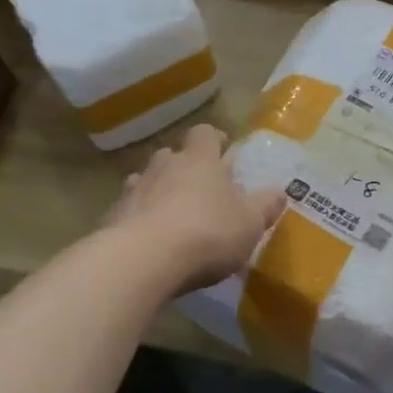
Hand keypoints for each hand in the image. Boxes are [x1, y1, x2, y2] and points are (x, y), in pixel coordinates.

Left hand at [105, 124, 285, 294]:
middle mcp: (164, 165)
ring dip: (159, 190)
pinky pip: (130, 208)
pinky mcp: (113, 216)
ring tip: (172, 213)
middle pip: (173, 154)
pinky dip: (140, 217)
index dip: (214, 139)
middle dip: (185, 166)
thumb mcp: (249, 223)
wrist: (143, 259)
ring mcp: (134, 189)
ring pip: (148, 179)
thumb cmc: (207, 233)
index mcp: (199, 159)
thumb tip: (279, 192)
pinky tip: (150, 239)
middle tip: (200, 187)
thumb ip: (265, 206)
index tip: (223, 150)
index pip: (205, 133)